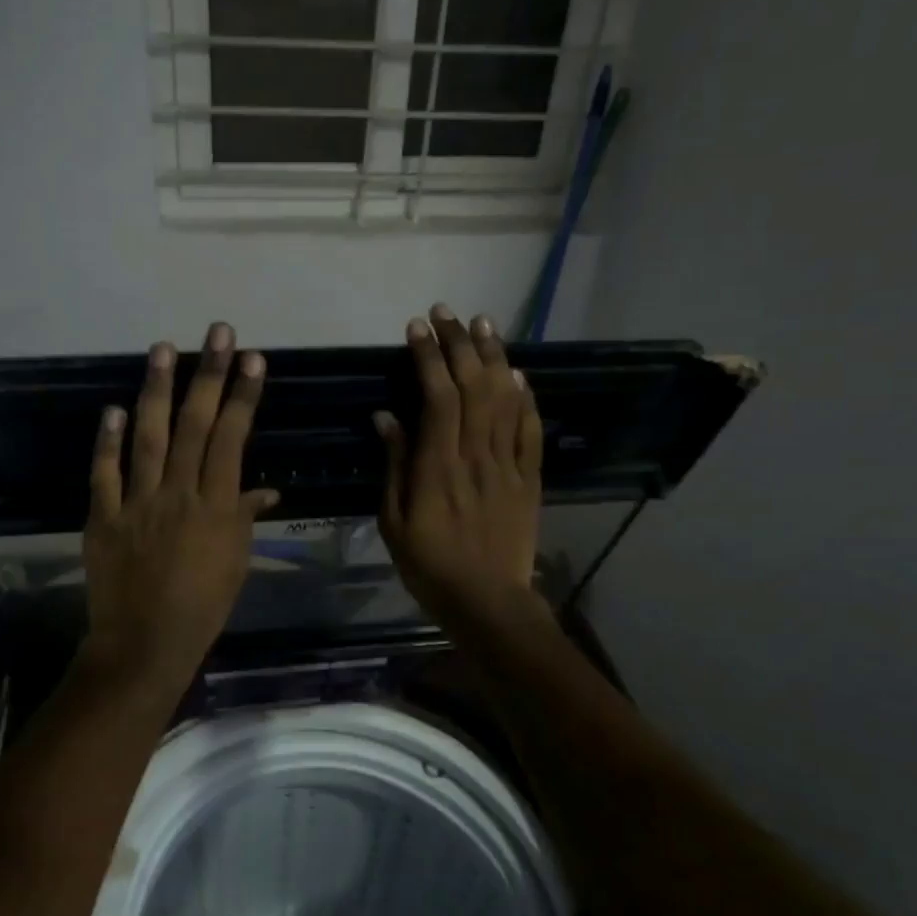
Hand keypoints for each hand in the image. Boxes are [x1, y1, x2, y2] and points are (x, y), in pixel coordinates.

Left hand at [83, 323, 277, 681]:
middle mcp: (178, 494)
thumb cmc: (203, 607)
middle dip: (208, 375)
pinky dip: (106, 441)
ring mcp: (136, 503)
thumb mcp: (235, 563)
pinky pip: (104, 474)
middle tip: (217, 333)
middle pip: (195, 425)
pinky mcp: (103, 517)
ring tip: (162, 348)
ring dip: (156, 391)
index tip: (252, 359)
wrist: (145, 644)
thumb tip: (263, 490)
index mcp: (216, 507)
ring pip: (148, 437)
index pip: (232, 439)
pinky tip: (111, 408)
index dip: (243, 396)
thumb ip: (245, 519)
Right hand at [376, 304, 546, 635]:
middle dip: (459, 344)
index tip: (417, 329)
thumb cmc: (430, 566)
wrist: (488, 601)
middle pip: (473, 387)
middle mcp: (476, 456)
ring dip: (494, 357)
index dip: (429, 358)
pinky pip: (530, 430)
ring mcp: (508, 465)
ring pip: (504, 399)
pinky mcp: (529, 478)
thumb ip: (394, 466)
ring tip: (484, 324)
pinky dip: (525, 398)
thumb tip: (386, 417)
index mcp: (438, 467)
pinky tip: (517, 374)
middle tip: (447, 313)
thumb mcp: (393, 523)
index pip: (437, 397)